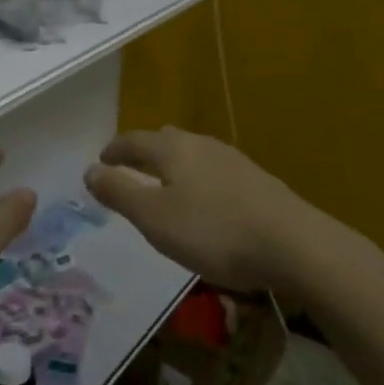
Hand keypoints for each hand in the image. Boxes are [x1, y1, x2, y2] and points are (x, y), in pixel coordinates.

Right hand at [85, 127, 349, 292]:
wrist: (294, 244)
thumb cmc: (213, 231)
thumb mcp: (154, 218)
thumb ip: (119, 192)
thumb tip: (89, 170)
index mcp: (171, 150)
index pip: (133, 140)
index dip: (114, 150)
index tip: (102, 160)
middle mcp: (200, 144)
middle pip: (164, 140)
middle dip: (143, 152)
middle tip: (130, 169)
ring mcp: (232, 159)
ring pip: (192, 153)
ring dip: (173, 165)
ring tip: (166, 186)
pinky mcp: (256, 179)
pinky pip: (214, 170)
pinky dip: (198, 179)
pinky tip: (206, 202)